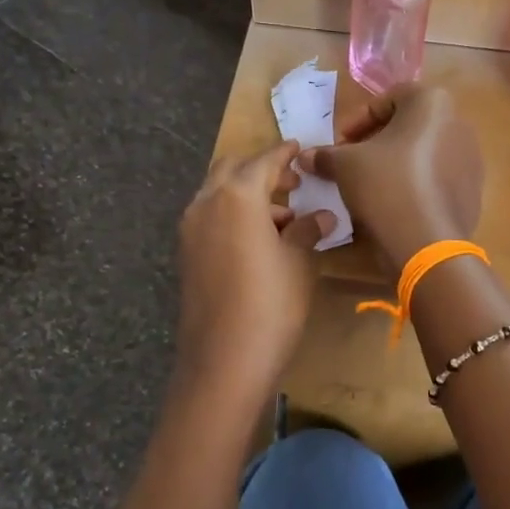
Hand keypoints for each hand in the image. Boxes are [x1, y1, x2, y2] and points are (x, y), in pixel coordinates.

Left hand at [176, 140, 333, 398]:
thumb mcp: (298, 263)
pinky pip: (211, 218)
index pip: (265, 160)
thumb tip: (322, 216)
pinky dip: (234, 216)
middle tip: (293, 184)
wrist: (224, 360)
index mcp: (236, 195)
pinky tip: (260, 241)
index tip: (301, 148)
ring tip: (284, 220)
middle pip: (232, 169)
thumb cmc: (271, 305)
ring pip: (218, 194)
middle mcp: (206, 203)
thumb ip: (308, 231)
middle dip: (262, 170)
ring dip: (248, 196)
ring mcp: (191, 230)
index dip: (286, 153)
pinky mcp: (187, 255)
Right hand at [306, 86, 482, 275]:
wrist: (426, 241)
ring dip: (396, 163)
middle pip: (409, 126)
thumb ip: (326, 155)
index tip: (340, 143)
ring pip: (424, 153)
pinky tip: (395, 205)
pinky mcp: (472, 191)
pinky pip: (437, 179)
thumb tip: (306, 158)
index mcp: (432, 103)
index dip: (358, 120)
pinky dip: (415, 184)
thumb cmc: (385, 185)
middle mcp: (459, 123)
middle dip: (377, 141)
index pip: (388, 99)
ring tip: (371, 186)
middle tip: (353, 162)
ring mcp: (471, 159)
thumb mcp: (345, 165)